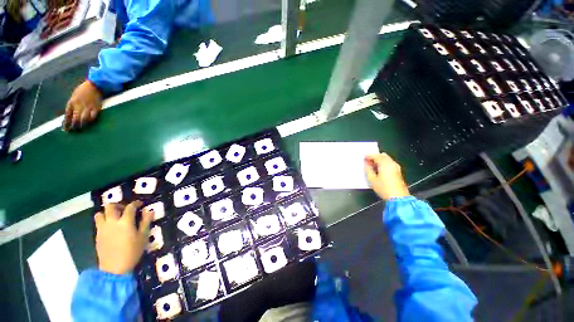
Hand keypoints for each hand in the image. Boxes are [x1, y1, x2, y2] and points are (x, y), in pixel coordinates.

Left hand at [63, 80, 101, 130]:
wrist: (94, 85)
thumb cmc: (83, 90)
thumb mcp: (74, 96)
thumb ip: (73, 105)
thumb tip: (71, 115)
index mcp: (72, 102)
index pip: (67, 115)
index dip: (66, 123)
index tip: (65, 129)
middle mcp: (79, 106)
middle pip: (75, 118)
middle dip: (74, 125)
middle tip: (73, 131)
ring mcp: (88, 107)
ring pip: (84, 119)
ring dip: (82, 124)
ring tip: (81, 128)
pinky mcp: (96, 108)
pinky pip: (93, 116)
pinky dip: (91, 120)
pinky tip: (89, 122)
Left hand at [94, 201, 152, 274]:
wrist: (114, 268)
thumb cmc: (132, 252)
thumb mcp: (143, 237)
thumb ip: (146, 222)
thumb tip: (149, 211)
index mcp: (125, 222)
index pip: (130, 207)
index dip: (136, 203)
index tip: (140, 204)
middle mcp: (112, 222)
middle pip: (110, 206)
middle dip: (118, 205)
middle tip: (124, 209)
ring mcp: (102, 229)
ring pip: (100, 213)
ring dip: (107, 213)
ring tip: (114, 217)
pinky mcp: (97, 235)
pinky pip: (98, 223)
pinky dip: (104, 221)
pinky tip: (111, 227)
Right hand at [364, 153, 409, 200]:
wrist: (398, 198)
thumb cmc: (383, 188)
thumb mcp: (372, 179)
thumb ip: (368, 169)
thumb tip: (366, 163)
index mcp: (385, 164)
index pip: (376, 156)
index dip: (369, 155)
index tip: (363, 157)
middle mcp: (392, 163)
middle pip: (383, 156)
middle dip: (375, 157)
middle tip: (368, 161)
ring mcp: (396, 167)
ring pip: (387, 159)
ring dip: (379, 160)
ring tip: (372, 165)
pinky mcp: (398, 171)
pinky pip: (389, 163)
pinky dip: (383, 163)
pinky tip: (379, 169)